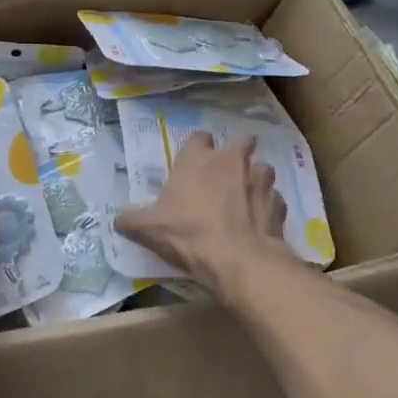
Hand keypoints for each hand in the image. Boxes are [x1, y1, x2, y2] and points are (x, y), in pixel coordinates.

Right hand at [116, 133, 290, 295]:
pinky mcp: (279, 205)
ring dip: (256, 180)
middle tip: (227, 175)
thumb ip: (131, 219)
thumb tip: (117, 220)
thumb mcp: (148, 228)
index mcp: (198, 159)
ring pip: (263, 169)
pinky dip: (269, 208)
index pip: (199, 137)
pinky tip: (260, 223)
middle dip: (237, 155)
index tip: (194, 163)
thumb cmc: (188, 233)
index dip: (198, 148)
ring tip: (247, 199)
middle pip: (241, 143)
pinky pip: (275, 200)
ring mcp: (260, 181)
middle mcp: (232, 161)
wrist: (238, 259)